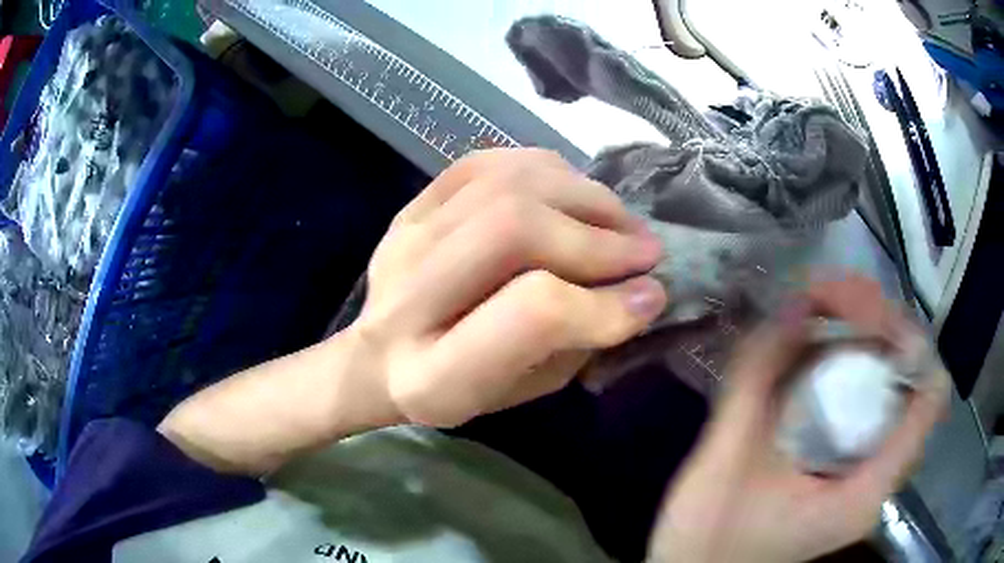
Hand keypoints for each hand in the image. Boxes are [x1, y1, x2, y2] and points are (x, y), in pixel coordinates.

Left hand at [349, 148, 666, 426]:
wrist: (380, 357)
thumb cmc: (459, 388)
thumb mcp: (521, 389)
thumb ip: (577, 342)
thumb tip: (640, 290)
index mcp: (433, 377)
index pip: (533, 314)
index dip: (603, 301)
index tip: (651, 296)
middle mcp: (407, 300)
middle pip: (514, 230)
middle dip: (598, 238)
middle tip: (646, 251)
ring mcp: (402, 240)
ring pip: (505, 186)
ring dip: (583, 196)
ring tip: (621, 221)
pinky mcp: (409, 207)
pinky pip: (486, 163)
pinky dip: (546, 170)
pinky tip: (576, 194)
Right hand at [646, 275, 948, 562]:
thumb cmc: (708, 536)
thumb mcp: (727, 459)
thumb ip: (756, 382)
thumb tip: (792, 304)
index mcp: (865, 488)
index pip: (928, 396)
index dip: (908, 340)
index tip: (859, 313)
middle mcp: (877, 476)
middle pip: (910, 377)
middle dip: (878, 323)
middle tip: (826, 295)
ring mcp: (863, 473)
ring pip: (889, 384)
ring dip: (862, 336)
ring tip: (817, 306)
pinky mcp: (844, 470)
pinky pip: (863, 400)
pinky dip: (844, 361)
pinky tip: (812, 346)